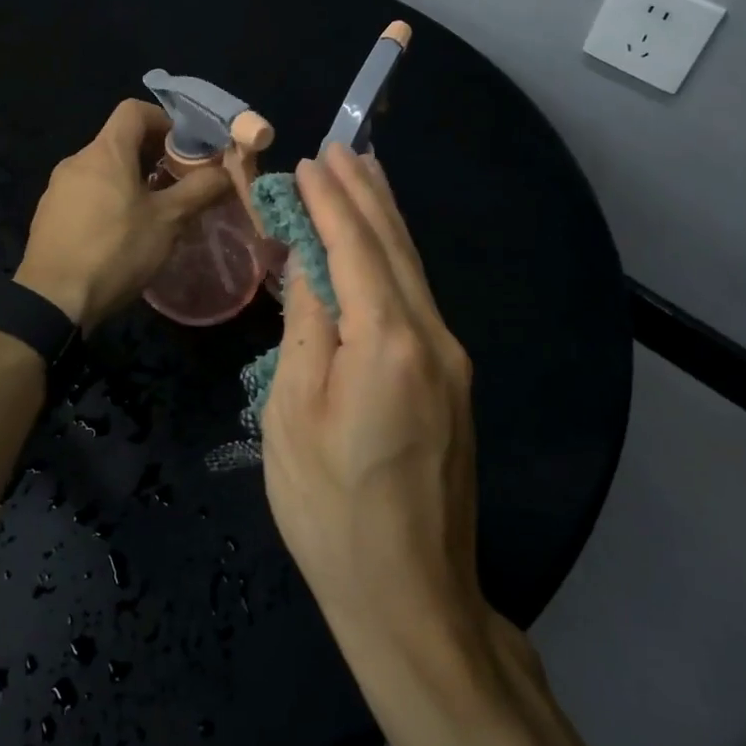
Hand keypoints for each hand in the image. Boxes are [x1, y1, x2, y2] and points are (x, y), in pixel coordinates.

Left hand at [15, 100, 230, 332]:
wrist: (53, 299)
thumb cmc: (116, 251)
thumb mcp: (168, 221)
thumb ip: (200, 190)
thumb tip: (227, 172)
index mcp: (105, 152)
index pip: (134, 111)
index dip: (164, 120)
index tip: (185, 147)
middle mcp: (77, 160)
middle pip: (118, 141)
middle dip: (152, 155)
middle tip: (178, 183)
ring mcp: (57, 188)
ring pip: (102, 170)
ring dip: (130, 180)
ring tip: (153, 212)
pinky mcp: (48, 215)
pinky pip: (85, 194)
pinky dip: (108, 200)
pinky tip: (120, 234)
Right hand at [260, 144, 485, 644]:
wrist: (409, 596)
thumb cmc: (330, 510)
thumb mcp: (292, 415)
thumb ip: (307, 330)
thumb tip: (310, 268)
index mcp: (386, 342)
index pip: (353, 249)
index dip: (330, 202)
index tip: (310, 162)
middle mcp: (432, 339)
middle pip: (394, 248)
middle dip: (366, 195)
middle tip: (343, 149)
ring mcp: (451, 362)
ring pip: (413, 272)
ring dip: (385, 221)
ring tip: (366, 177)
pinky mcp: (453, 385)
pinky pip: (419, 302)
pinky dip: (395, 262)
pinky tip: (382, 251)